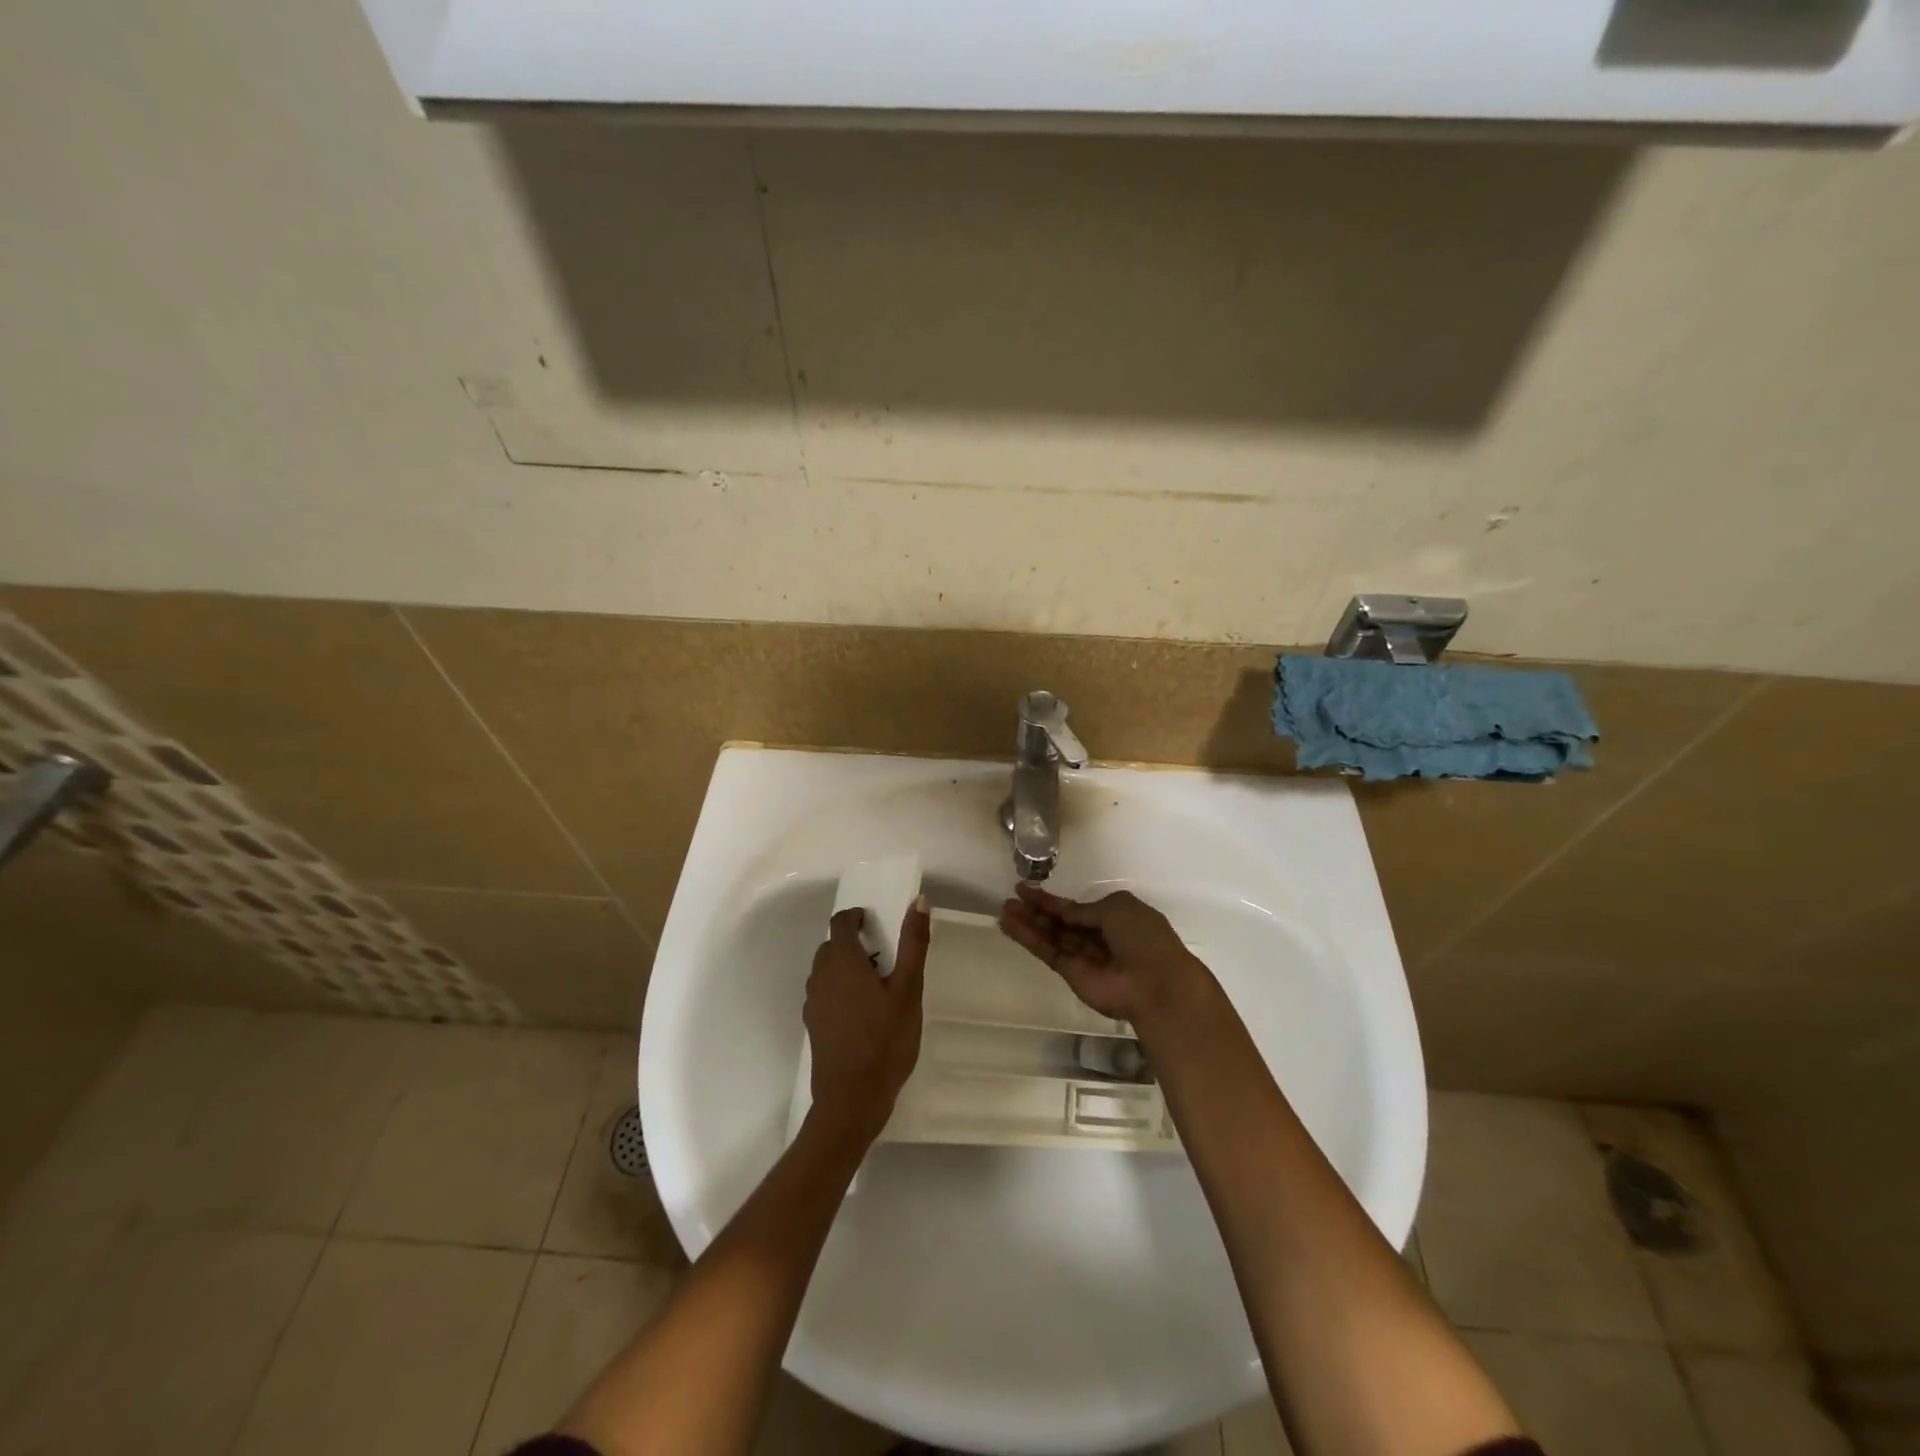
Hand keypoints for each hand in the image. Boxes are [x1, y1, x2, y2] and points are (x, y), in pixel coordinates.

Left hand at [805, 898, 929, 1141]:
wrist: (851, 1099)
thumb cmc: (885, 1040)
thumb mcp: (908, 989)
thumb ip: (913, 943)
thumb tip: (919, 900)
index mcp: (842, 960)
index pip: (840, 922)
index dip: (857, 916)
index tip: (876, 923)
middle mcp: (821, 975)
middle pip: (832, 945)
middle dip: (854, 942)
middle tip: (884, 956)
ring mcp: (813, 1002)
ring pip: (826, 969)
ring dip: (845, 965)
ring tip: (875, 983)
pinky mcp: (813, 1024)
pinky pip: (824, 992)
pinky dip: (839, 989)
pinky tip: (862, 1011)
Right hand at [997, 883, 1212, 1026]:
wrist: (1155, 984)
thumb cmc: (1143, 938)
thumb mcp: (1117, 908)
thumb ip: (1085, 909)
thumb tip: (1067, 912)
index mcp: (1115, 917)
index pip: (1077, 908)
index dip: (1053, 900)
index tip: (1026, 889)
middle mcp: (1098, 936)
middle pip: (1061, 921)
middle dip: (1036, 910)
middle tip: (1010, 899)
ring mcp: (1084, 956)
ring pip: (1051, 936)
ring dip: (1028, 923)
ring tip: (1003, 910)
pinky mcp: (1071, 974)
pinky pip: (1047, 952)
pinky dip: (1028, 939)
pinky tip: (1009, 926)